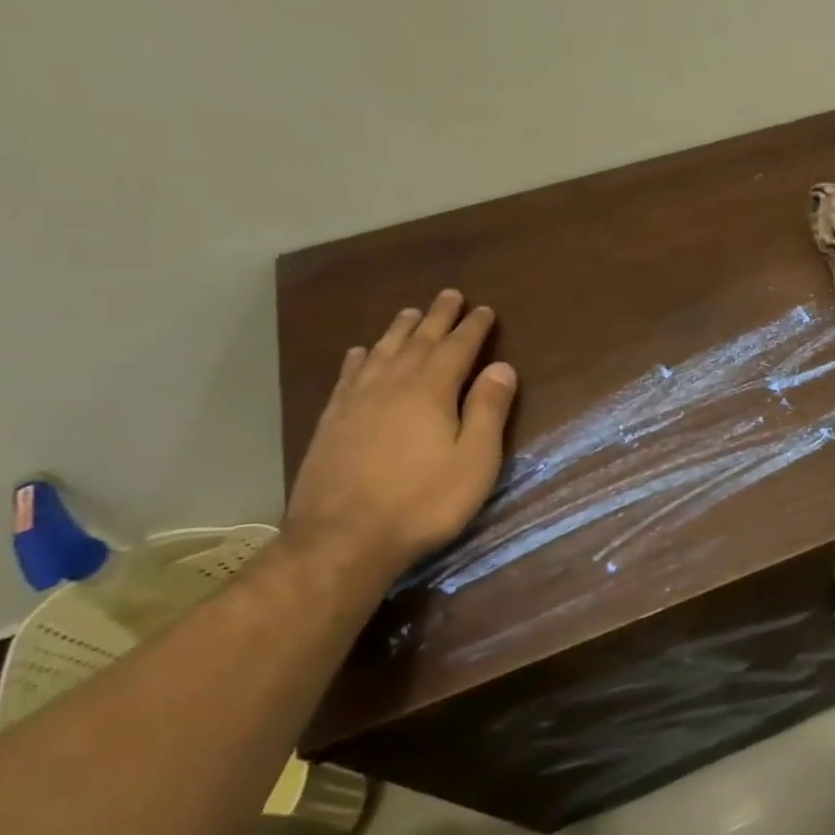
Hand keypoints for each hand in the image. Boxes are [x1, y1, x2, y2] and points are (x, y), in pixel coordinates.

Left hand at [283, 289, 516, 583]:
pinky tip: (360, 352)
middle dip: (437, 317)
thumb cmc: (424, 501)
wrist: (343, 539)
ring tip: (410, 313)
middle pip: (418, 341)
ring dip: (399, 330)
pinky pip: (348, 376)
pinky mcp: (332, 422)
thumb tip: (502, 367)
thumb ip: (488, 410)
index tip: (485, 309)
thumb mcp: (475, 460)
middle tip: (449, 295)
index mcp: (431, 391)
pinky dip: (359, 358)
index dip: (473, 328)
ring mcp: (356, 402)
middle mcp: (391, 385)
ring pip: (381, 352)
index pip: (457, 348)